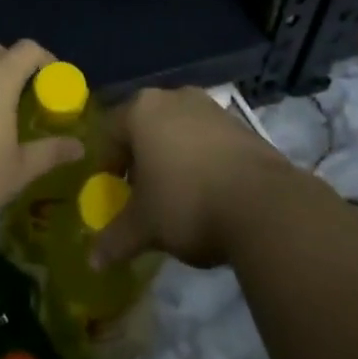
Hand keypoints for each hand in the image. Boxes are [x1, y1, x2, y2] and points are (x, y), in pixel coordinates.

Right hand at [91, 87, 293, 269]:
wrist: (265, 205)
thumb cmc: (187, 203)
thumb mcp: (145, 226)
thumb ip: (115, 239)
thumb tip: (92, 261)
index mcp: (141, 110)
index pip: (110, 130)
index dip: (107, 163)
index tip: (113, 193)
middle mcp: (173, 97)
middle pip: (145, 126)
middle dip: (141, 158)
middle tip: (143, 194)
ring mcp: (210, 107)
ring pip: (179, 129)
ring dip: (173, 157)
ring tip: (178, 196)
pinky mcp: (241, 124)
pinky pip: (208, 139)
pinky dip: (202, 160)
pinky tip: (210, 193)